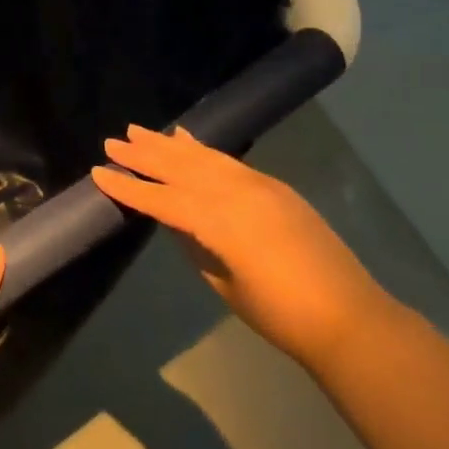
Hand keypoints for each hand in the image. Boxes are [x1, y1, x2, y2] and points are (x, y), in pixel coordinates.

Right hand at [94, 124, 388, 368]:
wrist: (349, 317)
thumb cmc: (281, 315)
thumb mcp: (225, 283)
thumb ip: (196, 245)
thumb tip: (175, 221)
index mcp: (220, 223)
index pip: (163, 200)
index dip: (130, 188)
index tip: (99, 173)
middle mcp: (236, 193)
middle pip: (181, 168)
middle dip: (145, 155)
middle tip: (113, 142)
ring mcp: (258, 186)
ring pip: (203, 157)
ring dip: (169, 144)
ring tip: (140, 131)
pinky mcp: (274, 187)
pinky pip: (229, 160)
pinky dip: (204, 148)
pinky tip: (187, 139)